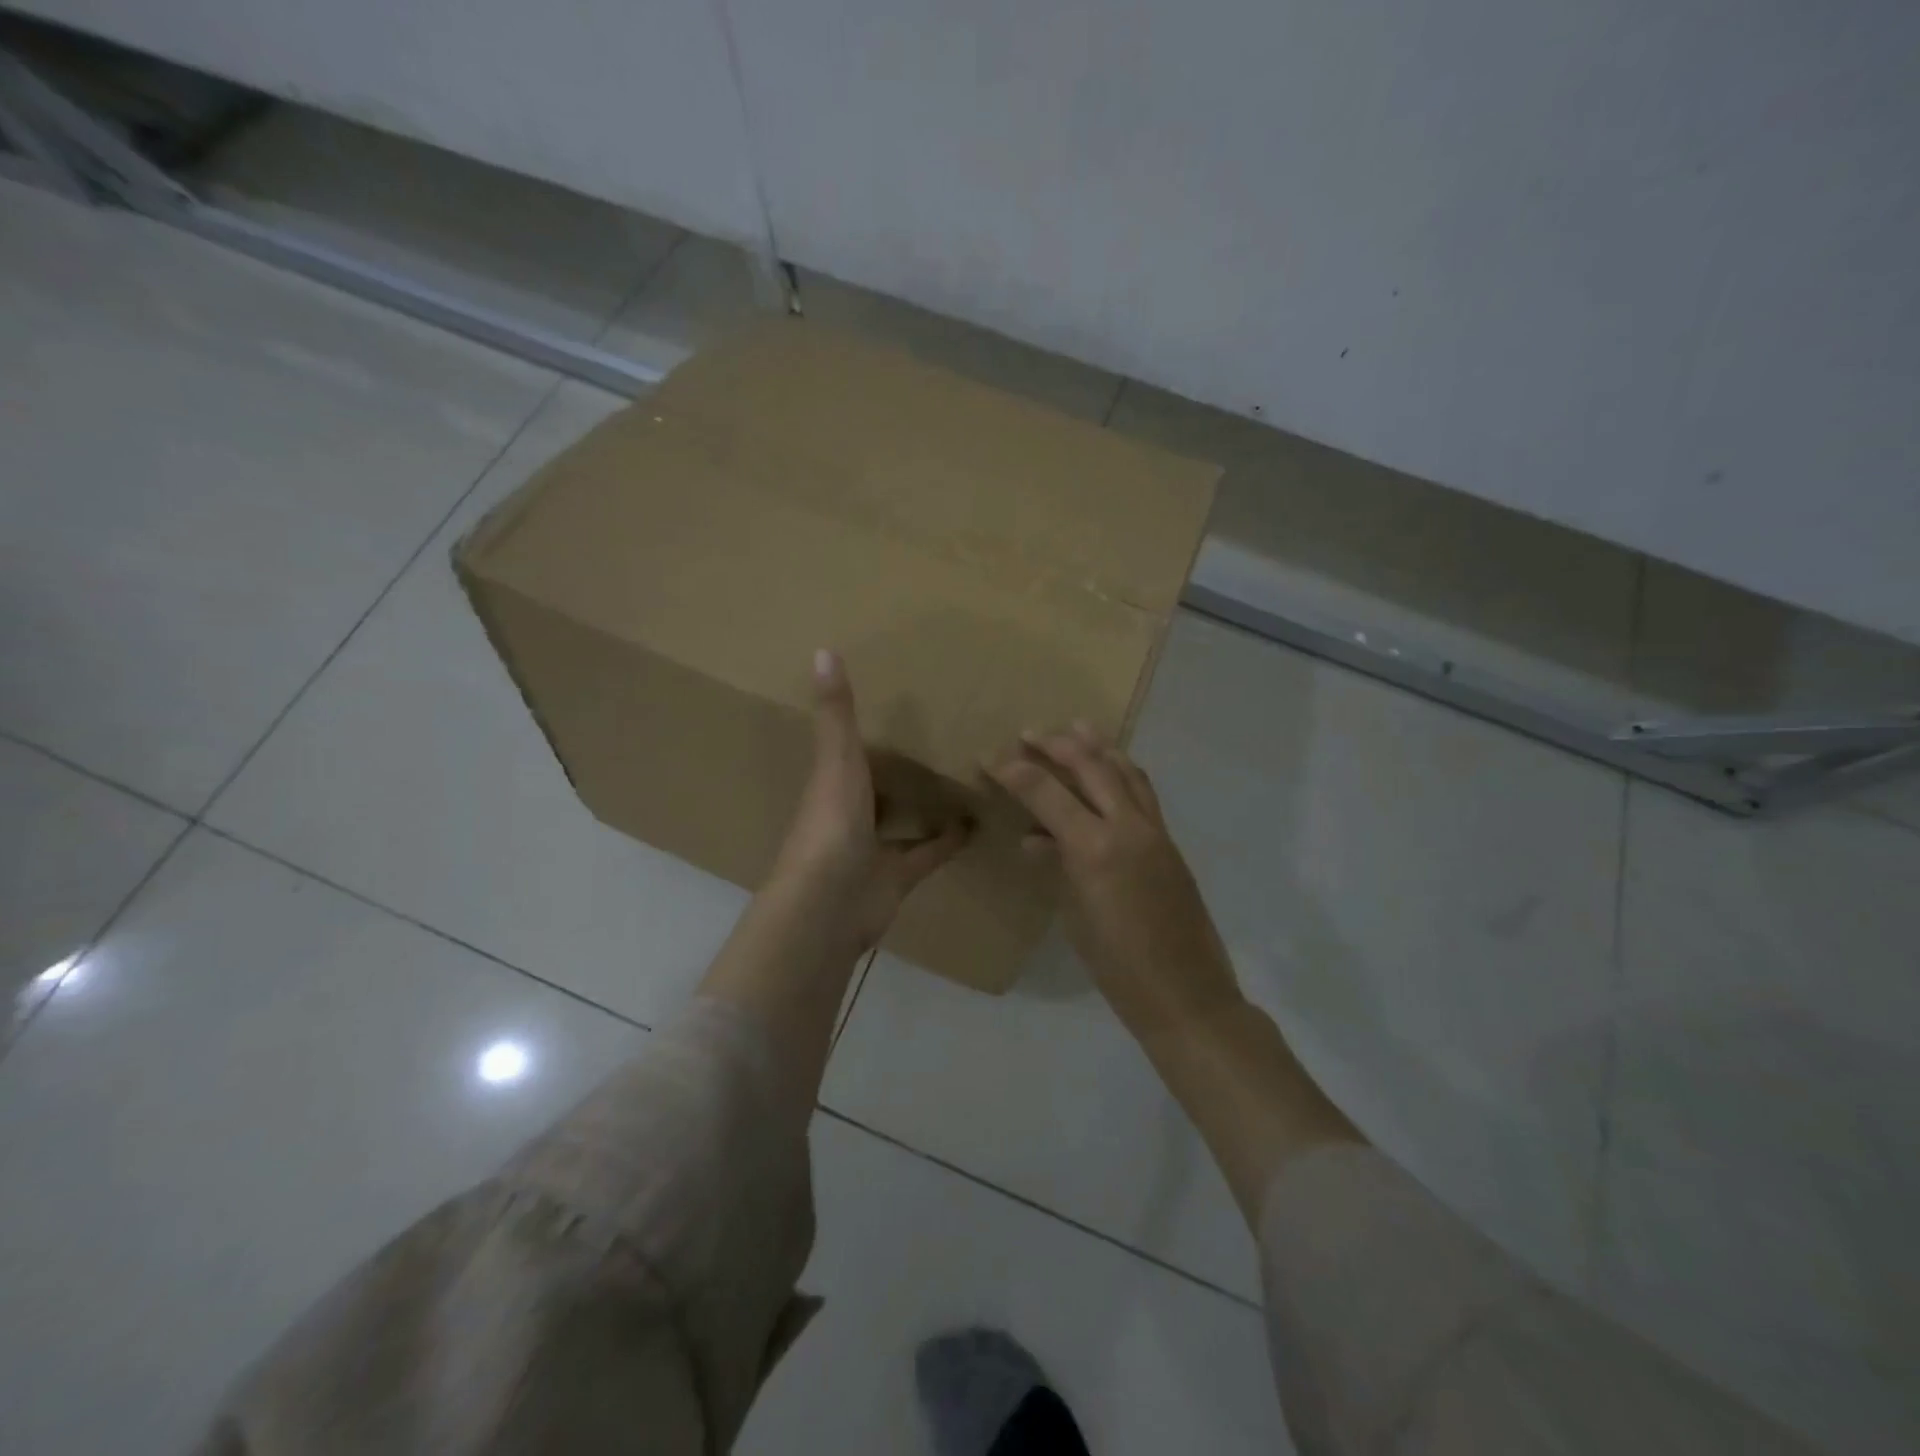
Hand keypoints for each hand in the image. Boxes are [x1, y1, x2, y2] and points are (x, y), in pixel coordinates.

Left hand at [771, 650, 970, 948]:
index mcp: (832, 784)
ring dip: (928, 805)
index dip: (870, 732)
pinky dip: (949, 841)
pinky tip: (976, 824)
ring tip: (966, 778)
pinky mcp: (897, 878)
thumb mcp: (836, 760)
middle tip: (945, 739)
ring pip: (903, 822)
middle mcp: (851, 815)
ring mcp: (872, 849)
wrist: (829, 905)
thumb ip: (836, 712)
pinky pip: (927, 854)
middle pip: (879, 787)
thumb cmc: (831, 824)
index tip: (901, 706)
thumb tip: (822, 649)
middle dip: (903, 770)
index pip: (850, 751)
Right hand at [989, 724, 1242, 1036]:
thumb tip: (1036, 840)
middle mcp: (1127, 828)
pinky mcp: (1170, 842)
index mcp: (1095, 849)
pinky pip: (1143, 792)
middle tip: (1030, 733)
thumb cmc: (1118, 968)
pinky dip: (1123, 771)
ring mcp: (1154, 832)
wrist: (1187, 995)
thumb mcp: (1075, 916)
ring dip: (1099, 746)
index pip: (1047, 793)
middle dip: (1058, 744)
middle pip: (1091, 767)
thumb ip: (1057, 867)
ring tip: (1078, 727)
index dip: (1014, 772)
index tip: (989, 757)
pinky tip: (1112, 769)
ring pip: (1126, 771)